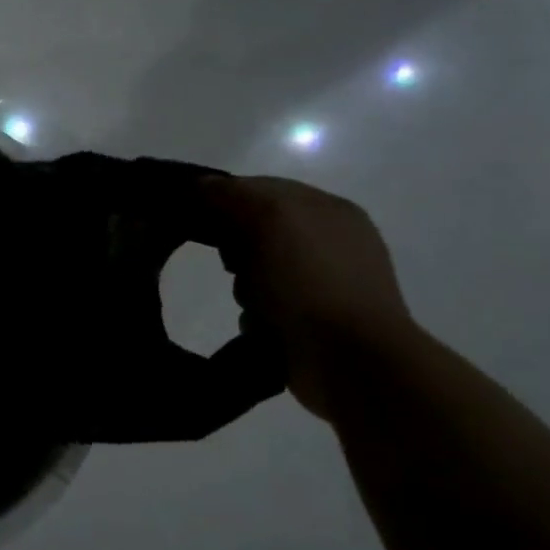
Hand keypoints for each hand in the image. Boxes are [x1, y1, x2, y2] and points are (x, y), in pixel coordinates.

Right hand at [198, 175, 418, 419]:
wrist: (352, 361)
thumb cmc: (310, 279)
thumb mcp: (268, 217)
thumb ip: (231, 194)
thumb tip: (200, 187)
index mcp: (328, 209)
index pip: (260, 188)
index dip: (225, 197)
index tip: (197, 216)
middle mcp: (329, 243)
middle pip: (256, 230)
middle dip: (235, 245)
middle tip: (231, 262)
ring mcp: (324, 285)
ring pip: (256, 270)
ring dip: (244, 284)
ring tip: (250, 300)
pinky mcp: (312, 324)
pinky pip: (264, 307)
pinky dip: (256, 315)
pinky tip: (261, 325)